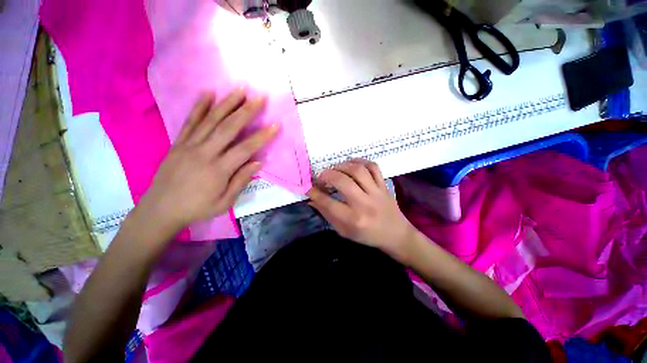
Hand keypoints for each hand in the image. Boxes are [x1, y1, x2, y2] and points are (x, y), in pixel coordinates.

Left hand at [137, 89, 278, 232]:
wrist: (161, 209)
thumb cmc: (197, 208)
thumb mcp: (225, 202)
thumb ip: (241, 181)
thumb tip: (258, 162)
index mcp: (218, 170)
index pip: (245, 149)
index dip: (262, 136)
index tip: (275, 125)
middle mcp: (205, 153)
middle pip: (228, 128)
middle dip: (246, 111)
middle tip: (260, 97)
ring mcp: (189, 145)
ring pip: (211, 120)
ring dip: (227, 103)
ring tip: (240, 89)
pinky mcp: (179, 142)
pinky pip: (190, 121)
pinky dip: (200, 106)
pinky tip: (208, 92)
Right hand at [307, 159, 416, 259]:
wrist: (396, 234)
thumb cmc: (367, 236)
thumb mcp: (344, 231)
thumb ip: (327, 214)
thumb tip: (312, 200)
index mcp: (353, 219)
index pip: (328, 202)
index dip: (314, 193)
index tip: (308, 187)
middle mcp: (364, 204)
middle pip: (342, 181)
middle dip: (326, 175)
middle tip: (321, 177)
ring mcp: (376, 192)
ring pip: (357, 170)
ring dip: (342, 166)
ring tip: (335, 170)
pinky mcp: (384, 185)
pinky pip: (373, 166)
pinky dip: (360, 161)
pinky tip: (351, 165)